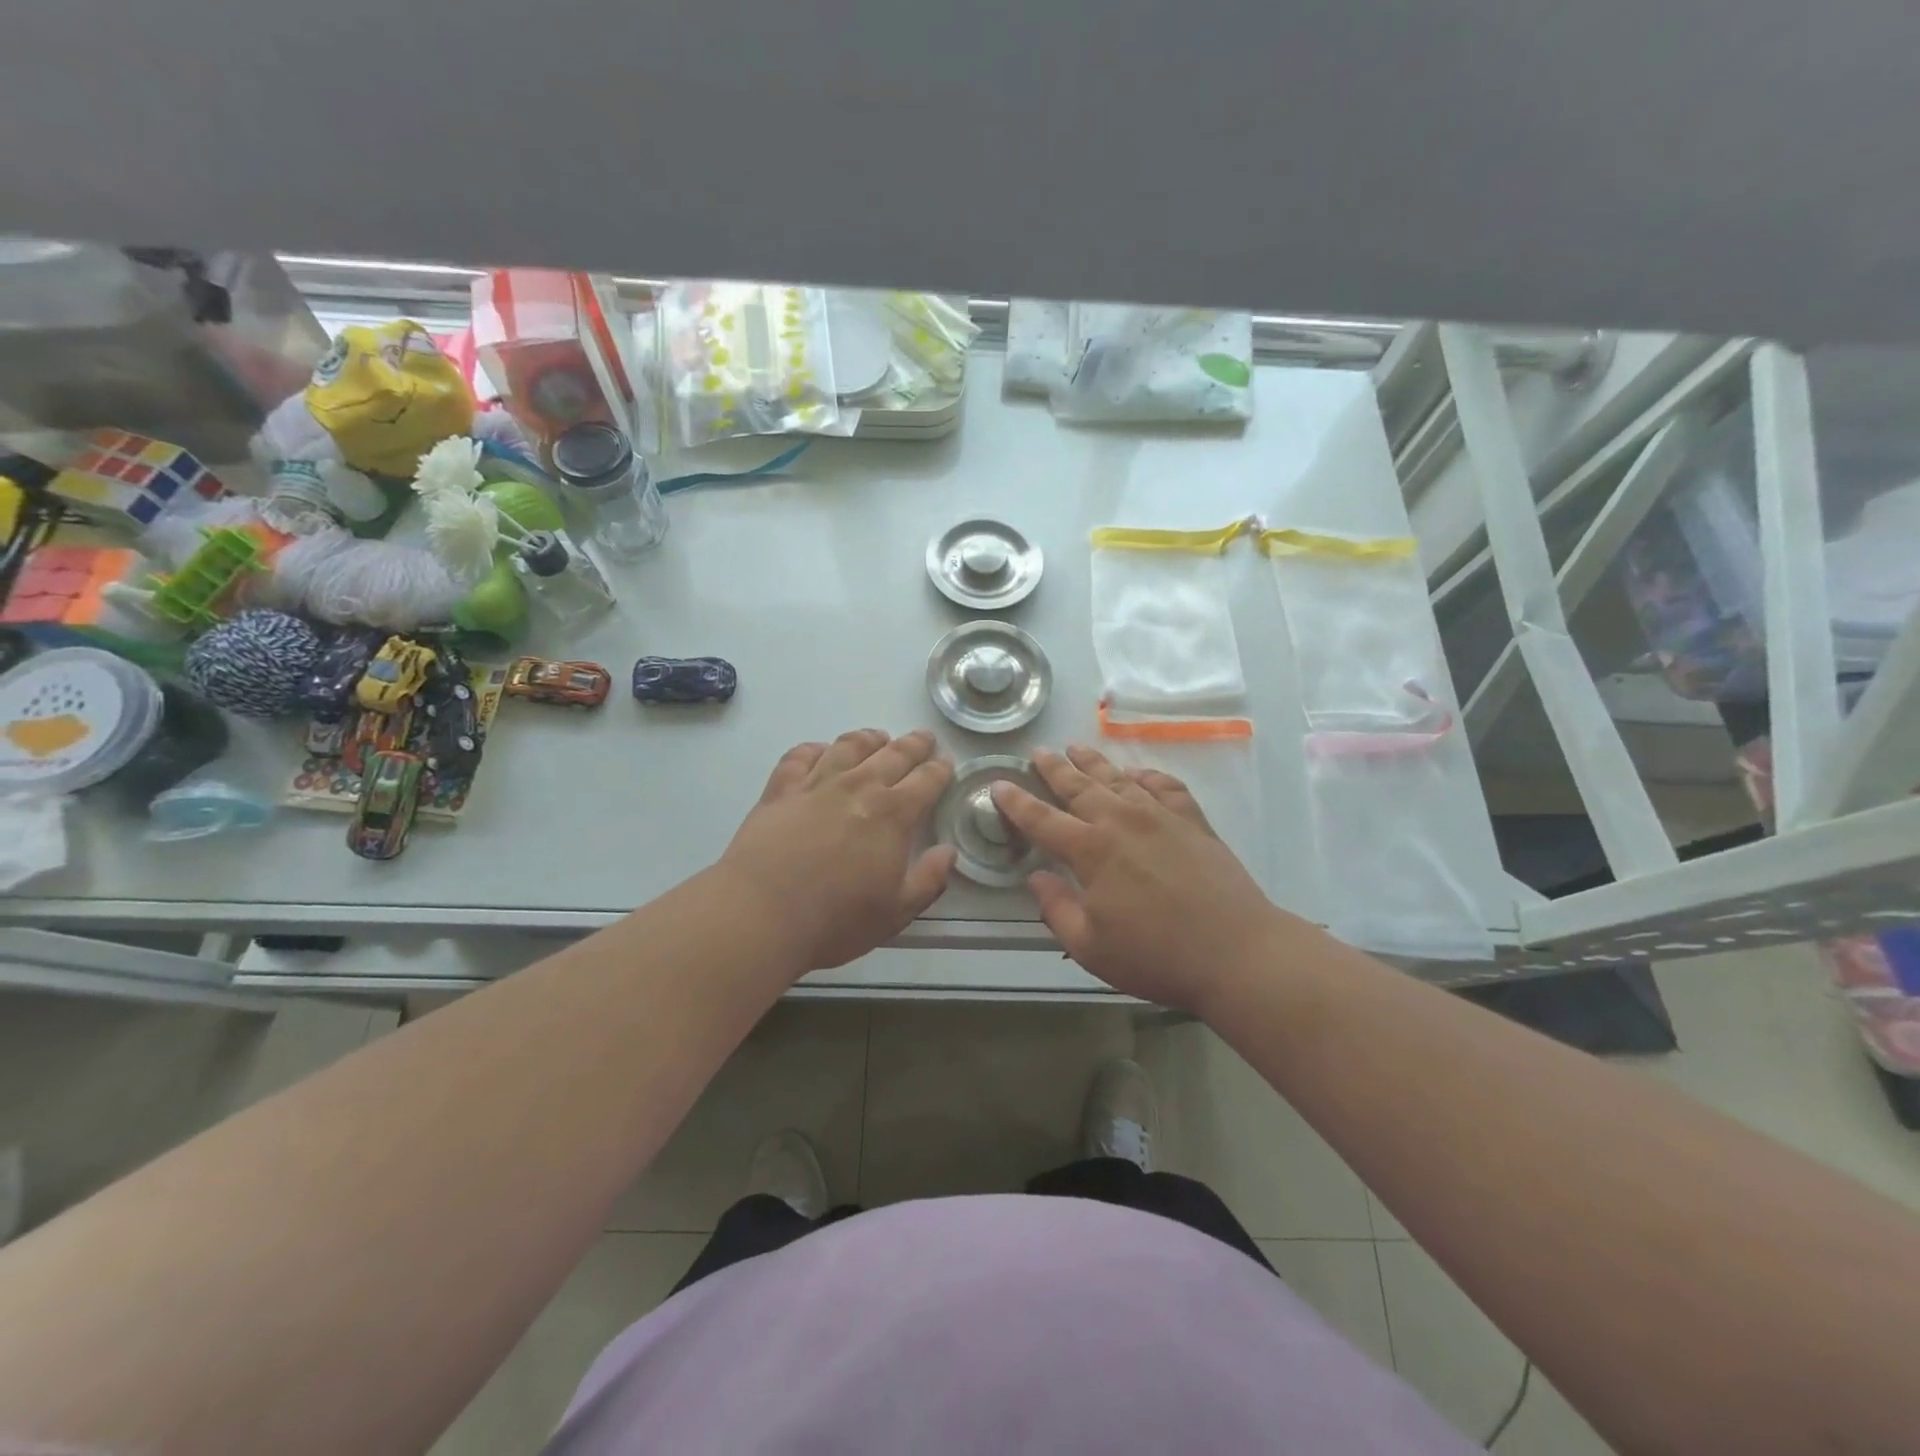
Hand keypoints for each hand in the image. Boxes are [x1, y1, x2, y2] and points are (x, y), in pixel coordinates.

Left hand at [719, 729, 956, 971]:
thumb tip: (948, 852)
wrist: (763, 914)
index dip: (939, 770)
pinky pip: (800, 757)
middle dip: (913, 744)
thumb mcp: (896, 912)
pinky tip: (820, 751)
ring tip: (877, 737)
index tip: (946, 762)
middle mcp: (858, 788)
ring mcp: (816, 785)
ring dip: (868, 739)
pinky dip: (814, 749)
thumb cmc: (837, 919)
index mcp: (893, 815)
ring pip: (848, 747)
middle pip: (892, 755)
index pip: (925, 782)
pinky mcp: (780, 791)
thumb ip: (929, 880)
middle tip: (923, 737)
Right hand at [993, 745, 1280, 1014]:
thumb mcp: (1090, 946)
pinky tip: (1138, 775)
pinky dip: (1146, 776)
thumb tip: (1036, 877)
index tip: (999, 785)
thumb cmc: (1156, 956)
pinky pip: (1165, 786)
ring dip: (1094, 762)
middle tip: (1037, 753)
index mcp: (1091, 850)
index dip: (1017, 802)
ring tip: (1076, 748)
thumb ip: (1056, 908)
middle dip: (1054, 769)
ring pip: (1118, 778)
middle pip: (1079, 786)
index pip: (1042, 819)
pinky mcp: (1193, 821)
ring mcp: (1160, 816)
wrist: (1236, 952)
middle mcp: (1122, 821)